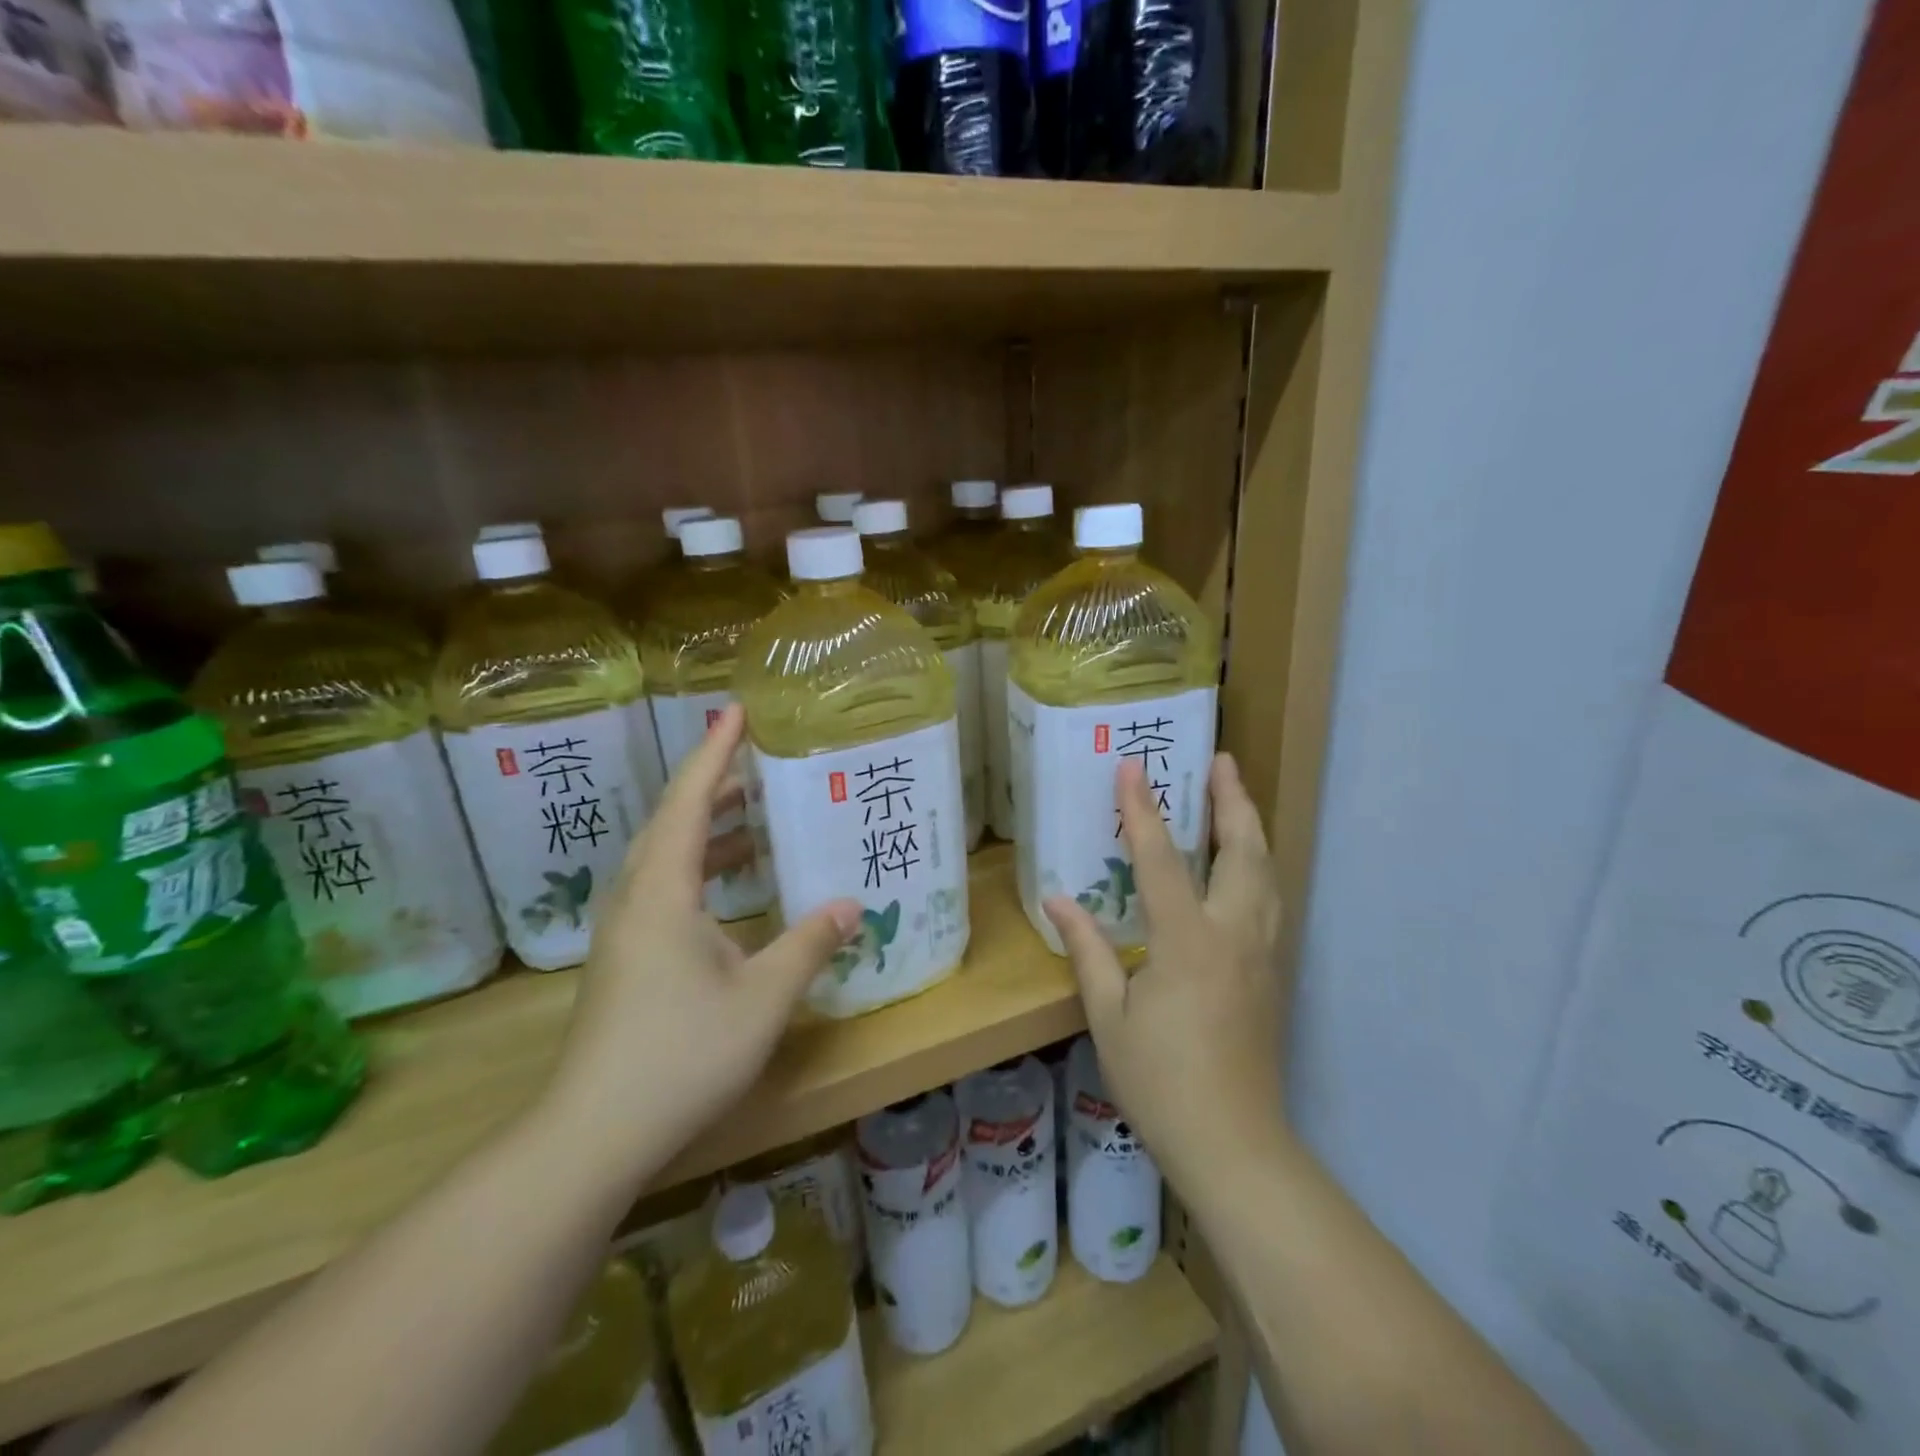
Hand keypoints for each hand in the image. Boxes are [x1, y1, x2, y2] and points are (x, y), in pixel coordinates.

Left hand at [545, 704, 859, 1176]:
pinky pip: (664, 887)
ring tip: (757, 817)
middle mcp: (636, 897)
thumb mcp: (762, 998)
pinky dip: (700, 868)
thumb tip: (852, 905)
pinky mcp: (625, 958)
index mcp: (664, 891)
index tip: (736, 712)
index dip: (715, 753)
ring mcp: (624, 930)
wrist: (591, 1133)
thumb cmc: (681, 1054)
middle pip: (673, 821)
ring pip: (666, 857)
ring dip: (709, 829)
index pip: (691, 802)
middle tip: (758, 761)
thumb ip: (808, 945)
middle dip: (715, 785)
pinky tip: (731, 889)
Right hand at [1044, 754, 1287, 1185]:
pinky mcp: (1272, 973)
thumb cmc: (1161, 1081)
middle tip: (1221, 759)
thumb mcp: (1109, 1016)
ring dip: (1251, 828)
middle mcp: (1233, 934)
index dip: (1142, 810)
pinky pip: (1270, 900)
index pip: (1161, 859)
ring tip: (1236, 797)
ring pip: (1266, 873)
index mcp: (1187, 940)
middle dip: (1231, 800)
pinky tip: (1246, 865)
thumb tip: (1057, 899)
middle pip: (1242, 851)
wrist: (1234, 1144)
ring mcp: (1261, 953)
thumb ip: (1088, 950)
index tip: (1131, 767)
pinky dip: (1259, 865)